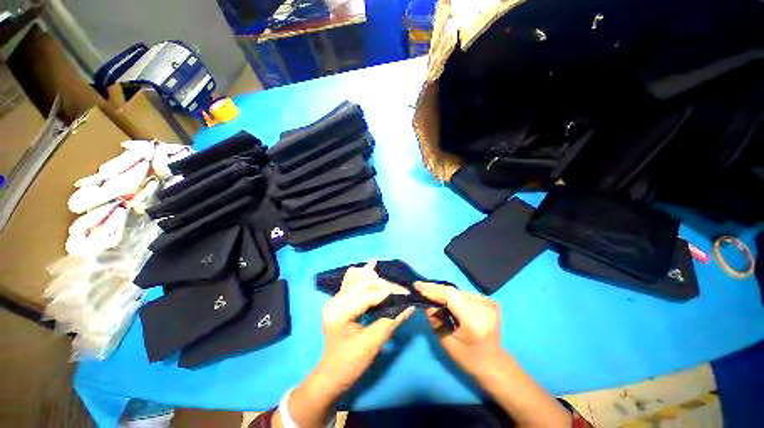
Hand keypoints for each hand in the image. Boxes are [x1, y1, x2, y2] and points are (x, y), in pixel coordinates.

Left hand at [316, 261, 413, 393]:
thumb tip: (410, 306)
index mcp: (339, 312)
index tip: (406, 292)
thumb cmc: (350, 364)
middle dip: (383, 284)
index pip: (368, 295)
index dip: (389, 292)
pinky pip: (352, 283)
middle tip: (401, 288)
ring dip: (374, 277)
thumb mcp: (372, 344)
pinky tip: (371, 266)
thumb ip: (391, 321)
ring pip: (357, 280)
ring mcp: (335, 299)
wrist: (331, 375)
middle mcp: (335, 301)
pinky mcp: (339, 301)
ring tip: (390, 274)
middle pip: (363, 284)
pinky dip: (364, 275)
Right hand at [416, 282, 503, 376]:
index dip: (433, 289)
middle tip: (420, 288)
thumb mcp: (447, 343)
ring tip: (431, 294)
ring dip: (444, 292)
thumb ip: (436, 320)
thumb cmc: (469, 359)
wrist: (495, 365)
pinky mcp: (489, 300)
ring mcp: (489, 302)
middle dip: (435, 290)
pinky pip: (465, 293)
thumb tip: (426, 302)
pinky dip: (453, 296)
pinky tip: (446, 300)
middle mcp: (484, 307)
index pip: (451, 296)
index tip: (417, 286)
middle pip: (454, 291)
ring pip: (458, 291)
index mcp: (475, 321)